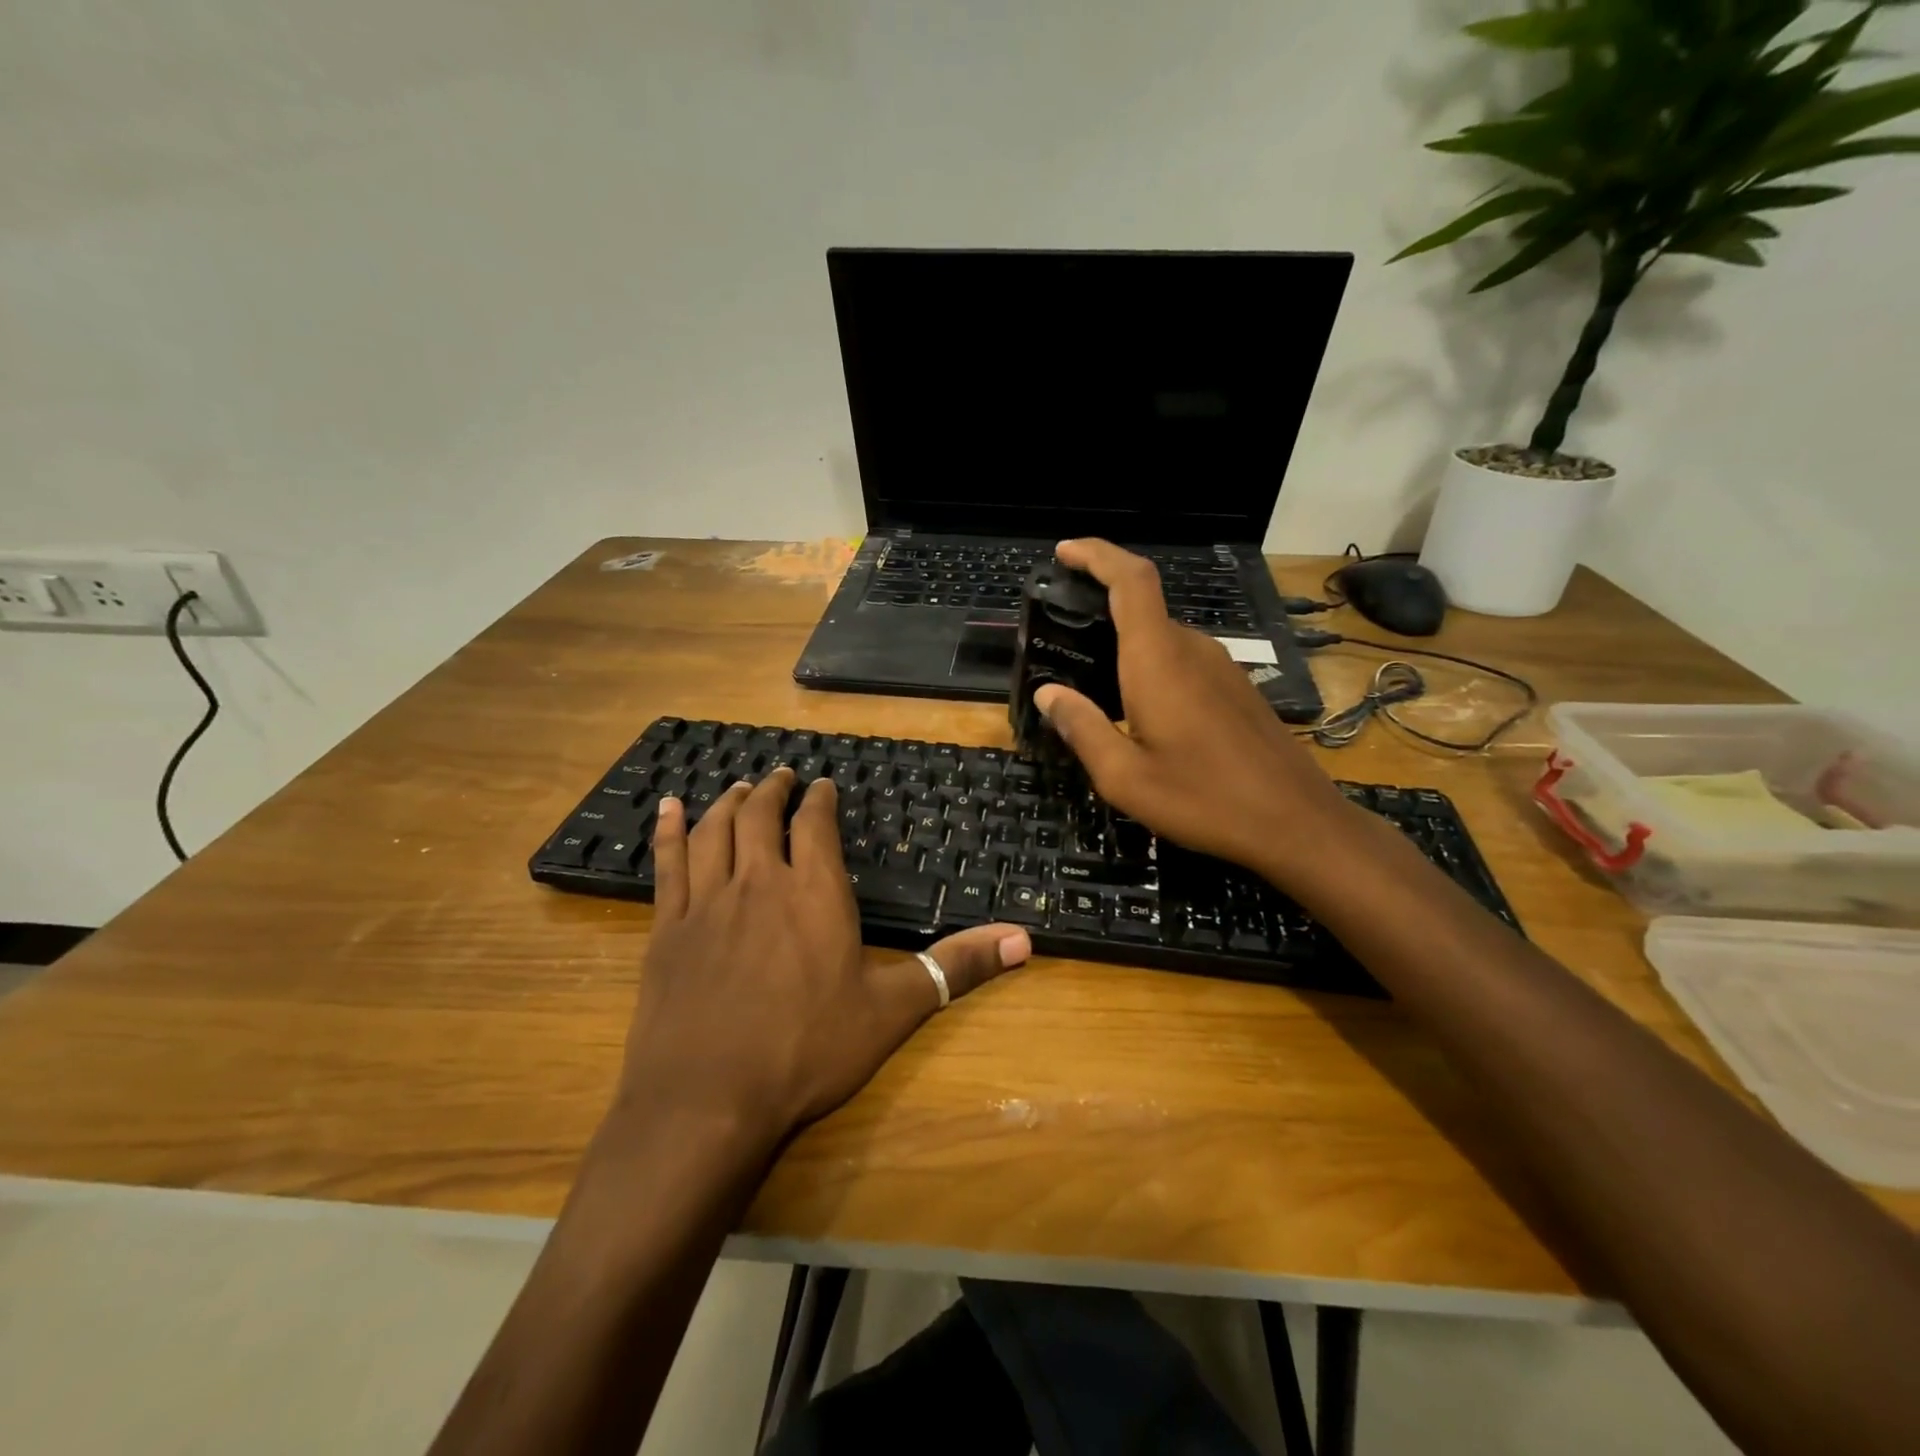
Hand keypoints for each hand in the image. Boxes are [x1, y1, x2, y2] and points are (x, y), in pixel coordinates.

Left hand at [609, 770, 1031, 1152]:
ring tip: (739, 788)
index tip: (822, 784)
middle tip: (781, 776)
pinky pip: (666, 864)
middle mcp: (758, 882)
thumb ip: (957, 967)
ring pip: (715, 831)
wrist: (705, 1102)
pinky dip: (668, 831)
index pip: (816, 826)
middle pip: (761, 817)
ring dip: (728, 803)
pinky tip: (667, 810)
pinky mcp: (665, 929)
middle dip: (774, 790)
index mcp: (814, 893)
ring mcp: (706, 902)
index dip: (819, 799)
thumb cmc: (806, 1053)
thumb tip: (1025, 939)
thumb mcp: (893, 1010)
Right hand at [1032, 539, 1355, 882]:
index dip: (1097, 555)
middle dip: (1100, 609)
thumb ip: (1082, 728)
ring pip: (1163, 638)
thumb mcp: (1125, 777)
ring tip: (1094, 682)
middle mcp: (1192, 650)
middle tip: (1062, 641)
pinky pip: (1184, 661)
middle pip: (1143, 607)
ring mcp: (1222, 668)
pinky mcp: (1237, 689)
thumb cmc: (1204, 799)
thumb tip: (1048, 693)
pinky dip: (1152, 667)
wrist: (1297, 823)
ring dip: (1126, 645)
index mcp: (1159, 660)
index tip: (1064, 552)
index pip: (1130, 580)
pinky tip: (1141, 710)